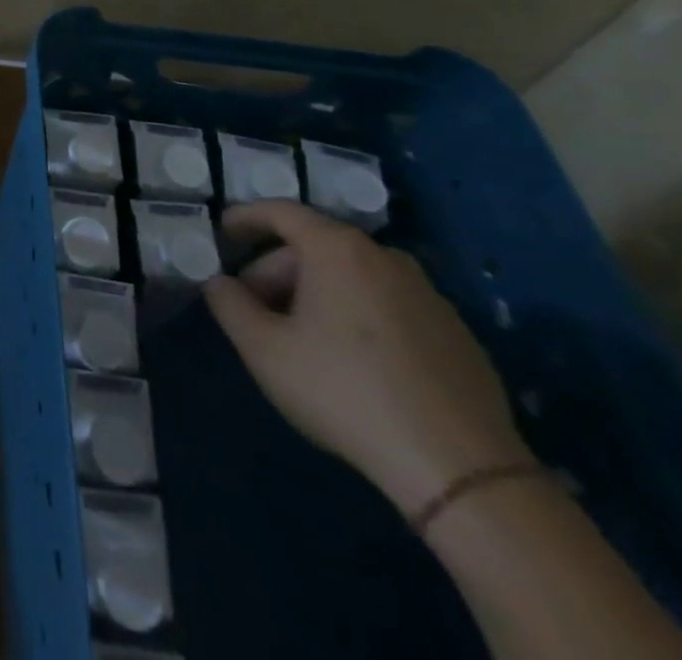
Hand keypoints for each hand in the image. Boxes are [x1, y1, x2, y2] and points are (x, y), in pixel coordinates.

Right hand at [203, 200, 532, 516]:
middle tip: (254, 307)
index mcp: (337, 249)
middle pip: (315, 246)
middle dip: (276, 270)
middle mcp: (385, 258)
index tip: (221, 234)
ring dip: (316, 293)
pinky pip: (388, 305)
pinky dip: (358, 316)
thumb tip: (221, 283)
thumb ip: (228, 303)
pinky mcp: (456, 334)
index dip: (244, 217)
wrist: (461, 469)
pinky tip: (352, 362)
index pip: (280, 212)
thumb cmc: (344, 391)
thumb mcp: (262, 348)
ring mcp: (428, 295)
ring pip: (352, 276)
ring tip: (299, 337)